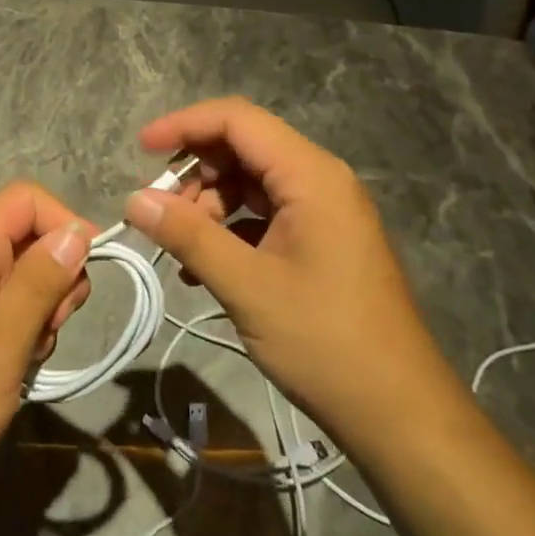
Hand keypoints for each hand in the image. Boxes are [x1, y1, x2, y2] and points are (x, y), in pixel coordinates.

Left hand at [0, 182, 92, 500]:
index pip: (26, 199)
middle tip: (49, 326)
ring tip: (25, 357)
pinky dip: (22, 334)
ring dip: (41, 312)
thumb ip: (42, 279)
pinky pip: (6, 310)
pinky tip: (12, 371)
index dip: (63, 223)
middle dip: (55, 277)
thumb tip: (78, 231)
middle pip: (28, 237)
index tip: (85, 274)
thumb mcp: (4, 338)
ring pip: (23, 278)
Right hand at [124, 97, 460, 455]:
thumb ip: (188, 235)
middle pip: (243, 148)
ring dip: (208, 205)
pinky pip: (264, 215)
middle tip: (160, 213)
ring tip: (183, 249)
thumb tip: (133, 200)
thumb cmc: (326, 342)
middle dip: (194, 172)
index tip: (141, 151)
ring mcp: (323, 213)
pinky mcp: (321, 242)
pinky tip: (203, 269)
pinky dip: (229, 230)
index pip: (237, 120)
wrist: (401, 415)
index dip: (184, 125)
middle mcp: (320, 181)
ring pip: (250, 183)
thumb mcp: (247, 286)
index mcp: (310, 176)